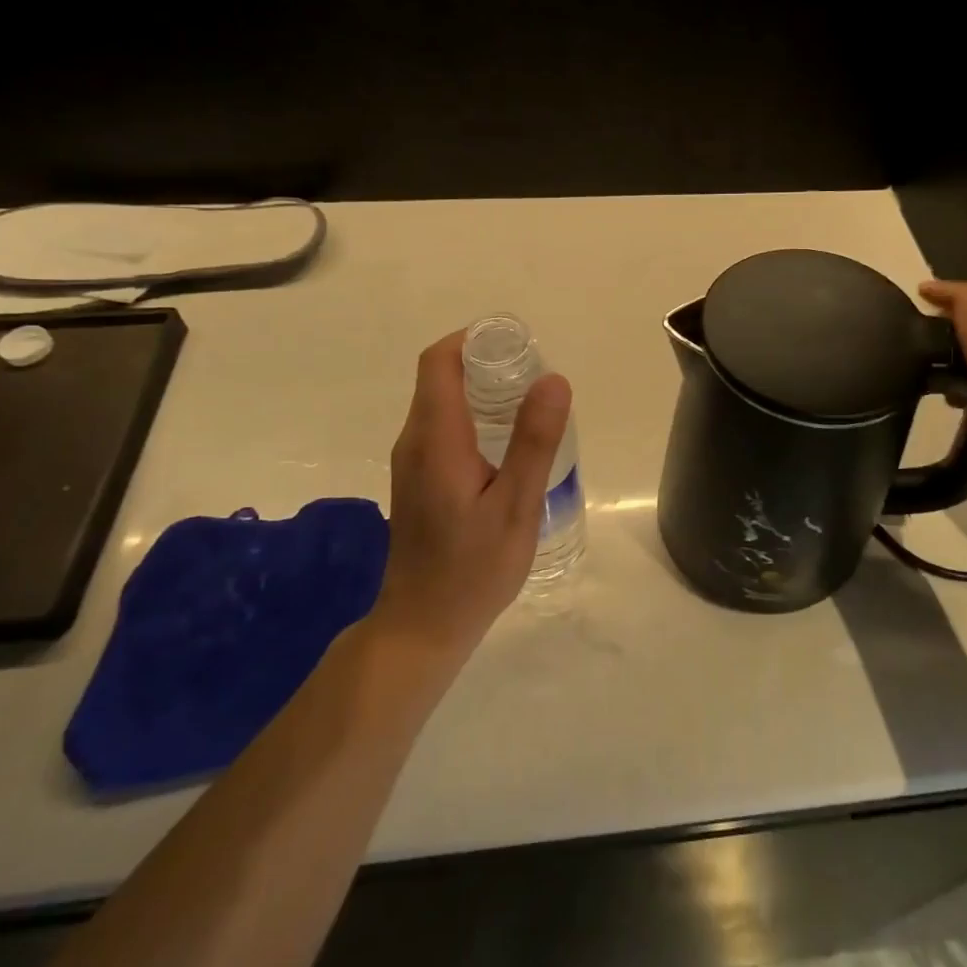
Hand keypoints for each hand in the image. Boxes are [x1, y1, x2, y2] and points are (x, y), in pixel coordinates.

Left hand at [375, 330, 572, 658]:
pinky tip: (509, 442)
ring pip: (443, 401)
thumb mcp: (515, 506)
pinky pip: (444, 426)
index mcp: (435, 439)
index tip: (519, 345)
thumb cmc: (472, 570)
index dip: (475, 340)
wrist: (423, 625)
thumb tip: (554, 379)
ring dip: (483, 389)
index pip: (440, 362)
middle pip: (441, 377)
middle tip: (538, 376)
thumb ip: (534, 442)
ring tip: (532, 405)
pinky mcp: (419, 478)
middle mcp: (415, 440)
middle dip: (487, 363)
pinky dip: (476, 415)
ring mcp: (413, 461)